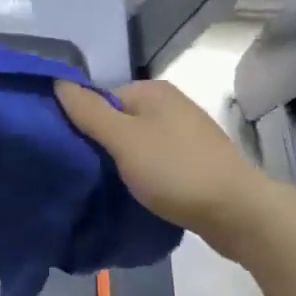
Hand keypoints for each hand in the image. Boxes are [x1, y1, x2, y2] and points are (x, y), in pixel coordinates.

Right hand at [54, 79, 282, 243]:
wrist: (238, 213)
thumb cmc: (176, 170)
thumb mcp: (123, 139)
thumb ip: (89, 112)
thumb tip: (58, 82)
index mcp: (153, 91)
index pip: (101, 100)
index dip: (83, 125)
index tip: (74, 155)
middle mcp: (171, 105)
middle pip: (119, 121)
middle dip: (102, 146)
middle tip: (88, 174)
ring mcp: (186, 134)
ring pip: (137, 145)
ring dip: (122, 164)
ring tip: (110, 187)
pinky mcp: (196, 162)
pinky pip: (156, 163)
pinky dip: (144, 176)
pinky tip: (138, 193)